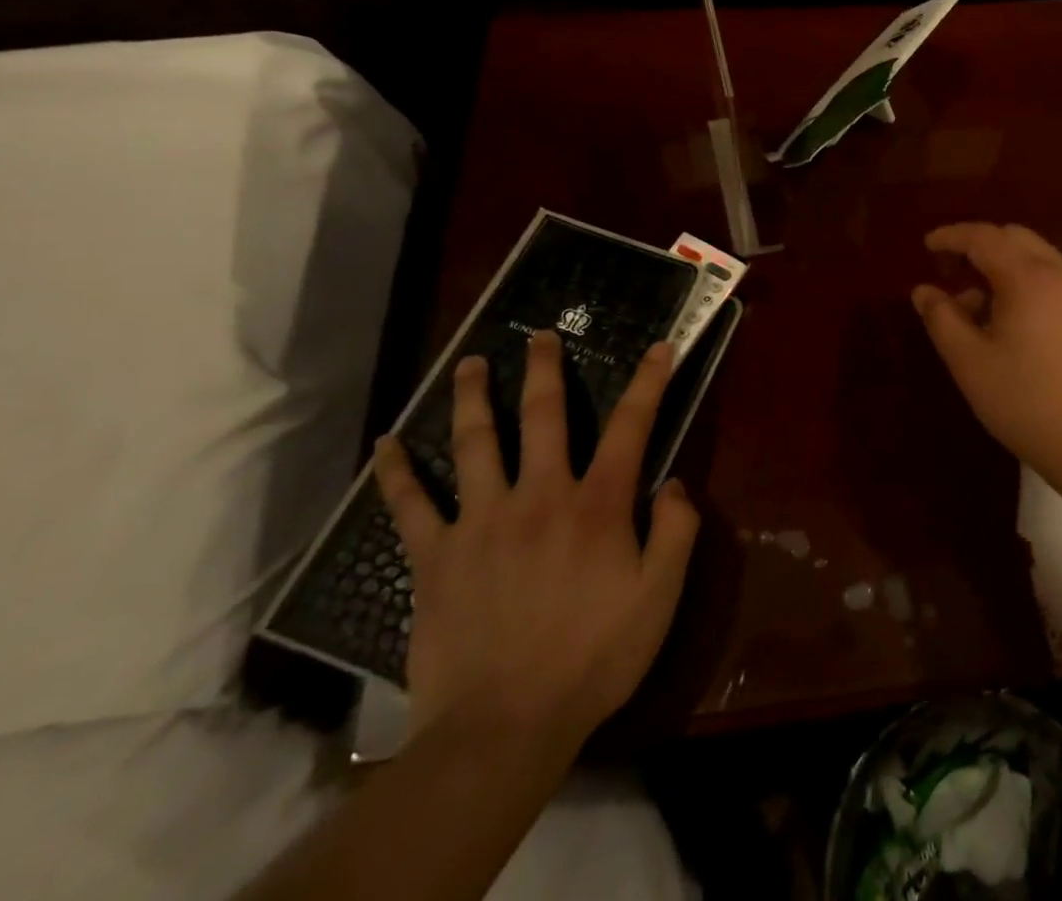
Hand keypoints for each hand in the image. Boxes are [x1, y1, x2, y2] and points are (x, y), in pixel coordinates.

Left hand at [373, 335, 699, 761]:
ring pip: (475, 443)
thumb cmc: (593, 658)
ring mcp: (482, 521)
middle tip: (539, 335)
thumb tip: (674, 482)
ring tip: (468, 364)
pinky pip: (411, 506)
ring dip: (472, 398)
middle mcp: (540, 495)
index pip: (631, 426)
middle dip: (544, 369)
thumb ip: (675, 532)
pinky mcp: (436, 556)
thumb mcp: (659, 598)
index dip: (649, 382)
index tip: (658, 347)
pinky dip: (396, 474)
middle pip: (542, 415)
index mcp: (597, 504)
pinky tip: (386, 445)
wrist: (503, 727)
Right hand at [912, 223, 1061, 487]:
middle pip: (1014, 238)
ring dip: (1002, 266)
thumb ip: (942, 318)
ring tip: (975, 305)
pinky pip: (1054, 278)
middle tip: (949, 272)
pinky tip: (1010, 320)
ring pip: (1037, 257)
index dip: (952, 236)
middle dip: (978, 246)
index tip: (927, 246)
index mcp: (1029, 278)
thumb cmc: (1026, 402)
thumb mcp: (969, 362)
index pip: (984, 237)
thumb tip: (923, 290)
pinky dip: (1025, 282)